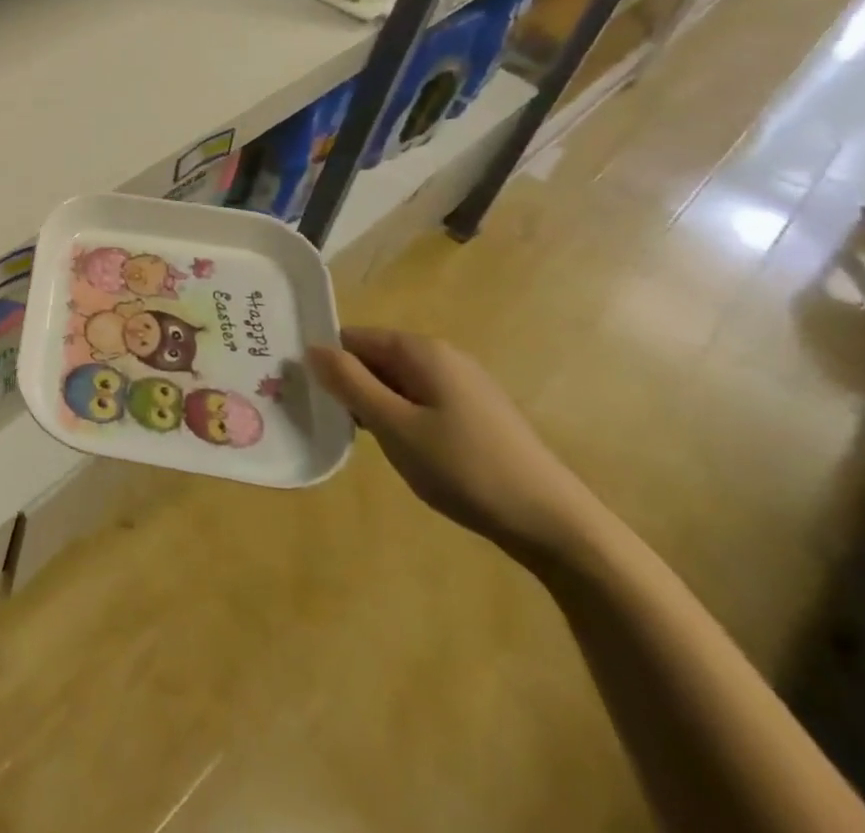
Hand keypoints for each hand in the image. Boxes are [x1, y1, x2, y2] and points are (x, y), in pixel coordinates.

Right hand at [308, 327, 601, 571]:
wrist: (556, 525)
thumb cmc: (465, 469)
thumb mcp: (394, 426)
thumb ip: (349, 383)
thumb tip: (310, 348)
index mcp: (421, 351)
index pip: (352, 338)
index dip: (327, 363)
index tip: (308, 395)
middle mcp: (443, 357)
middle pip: (375, 358)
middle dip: (349, 385)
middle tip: (329, 422)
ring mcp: (463, 386)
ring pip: (396, 383)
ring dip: (374, 405)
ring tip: (361, 440)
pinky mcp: (476, 414)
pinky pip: (420, 402)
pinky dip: (401, 418)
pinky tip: (402, 451)